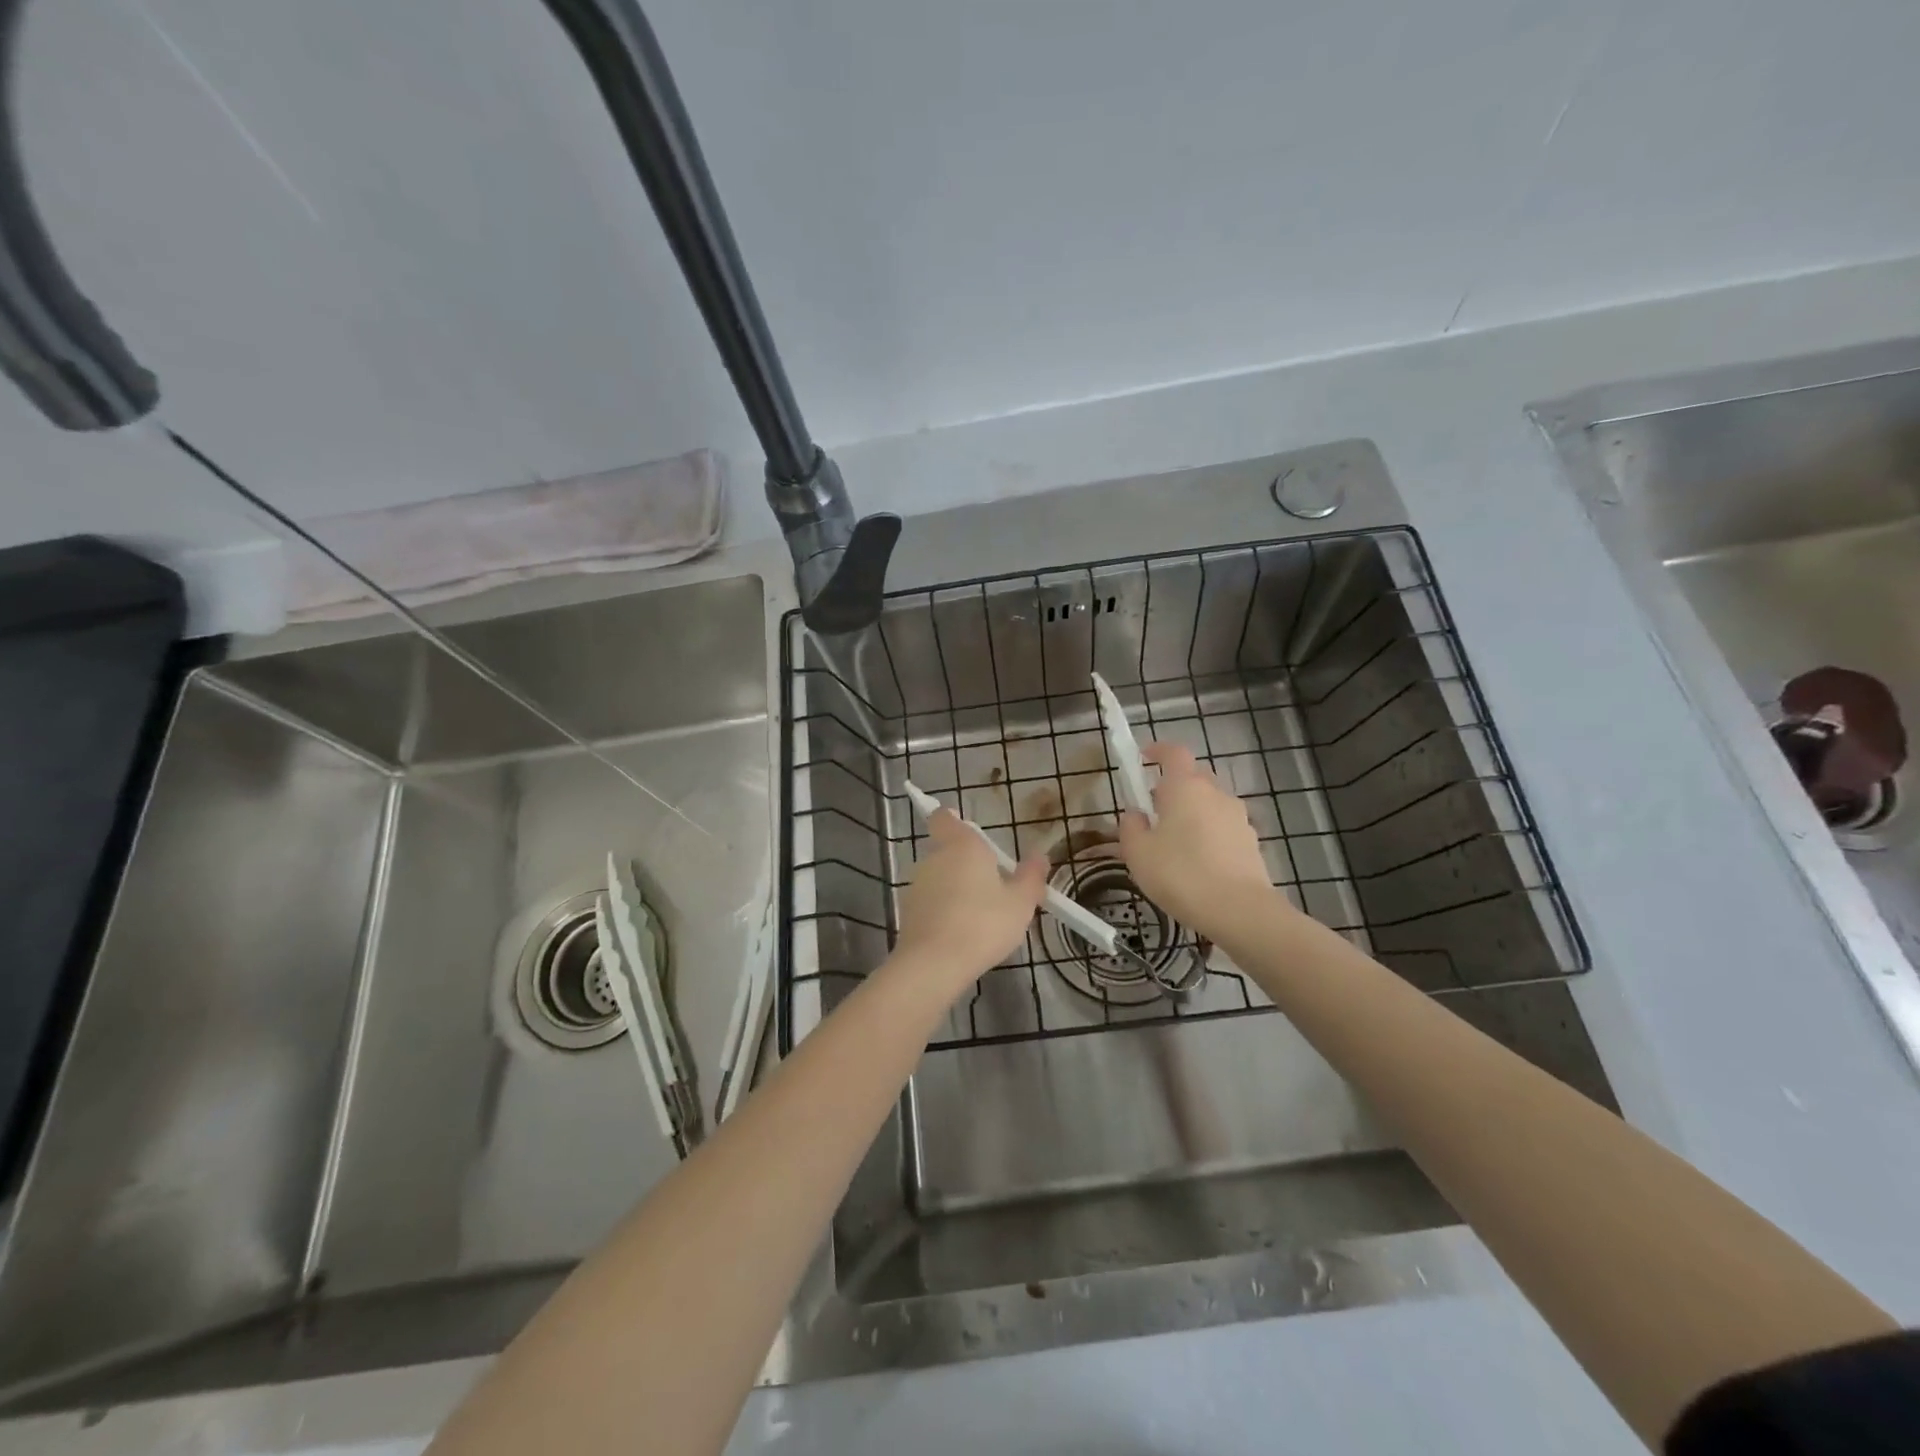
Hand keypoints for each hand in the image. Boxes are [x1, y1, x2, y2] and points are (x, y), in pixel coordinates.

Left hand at [894, 810, 1047, 986]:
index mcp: (961, 845)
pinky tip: (961, 933)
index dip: (952, 820)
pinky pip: (930, 902)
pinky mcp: (908, 912)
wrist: (934, 963)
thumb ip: (1031, 876)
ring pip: (938, 877)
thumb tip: (1039, 855)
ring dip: (954, 888)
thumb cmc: (983, 923)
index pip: (944, 817)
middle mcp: (934, 858)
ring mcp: (917, 885)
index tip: (968, 831)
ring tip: (979, 914)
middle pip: (946, 850)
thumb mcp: (1020, 902)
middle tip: (991, 884)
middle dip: (965, 863)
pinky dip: (943, 910)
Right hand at [1117, 742, 1279, 936]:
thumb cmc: (1180, 874)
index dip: (1157, 750)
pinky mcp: (1251, 842)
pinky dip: (1208, 835)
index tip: (1143, 757)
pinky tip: (1198, 863)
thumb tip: (1136, 815)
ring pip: (1209, 804)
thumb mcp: (1137, 852)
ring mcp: (1238, 817)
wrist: (1239, 910)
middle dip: (1173, 787)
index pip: (1173, 753)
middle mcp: (1215, 793)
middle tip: (1153, 810)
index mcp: (1185, 787)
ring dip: (1192, 813)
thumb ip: (1130, 826)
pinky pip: (1222, 827)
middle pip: (1193, 777)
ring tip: (1174, 843)